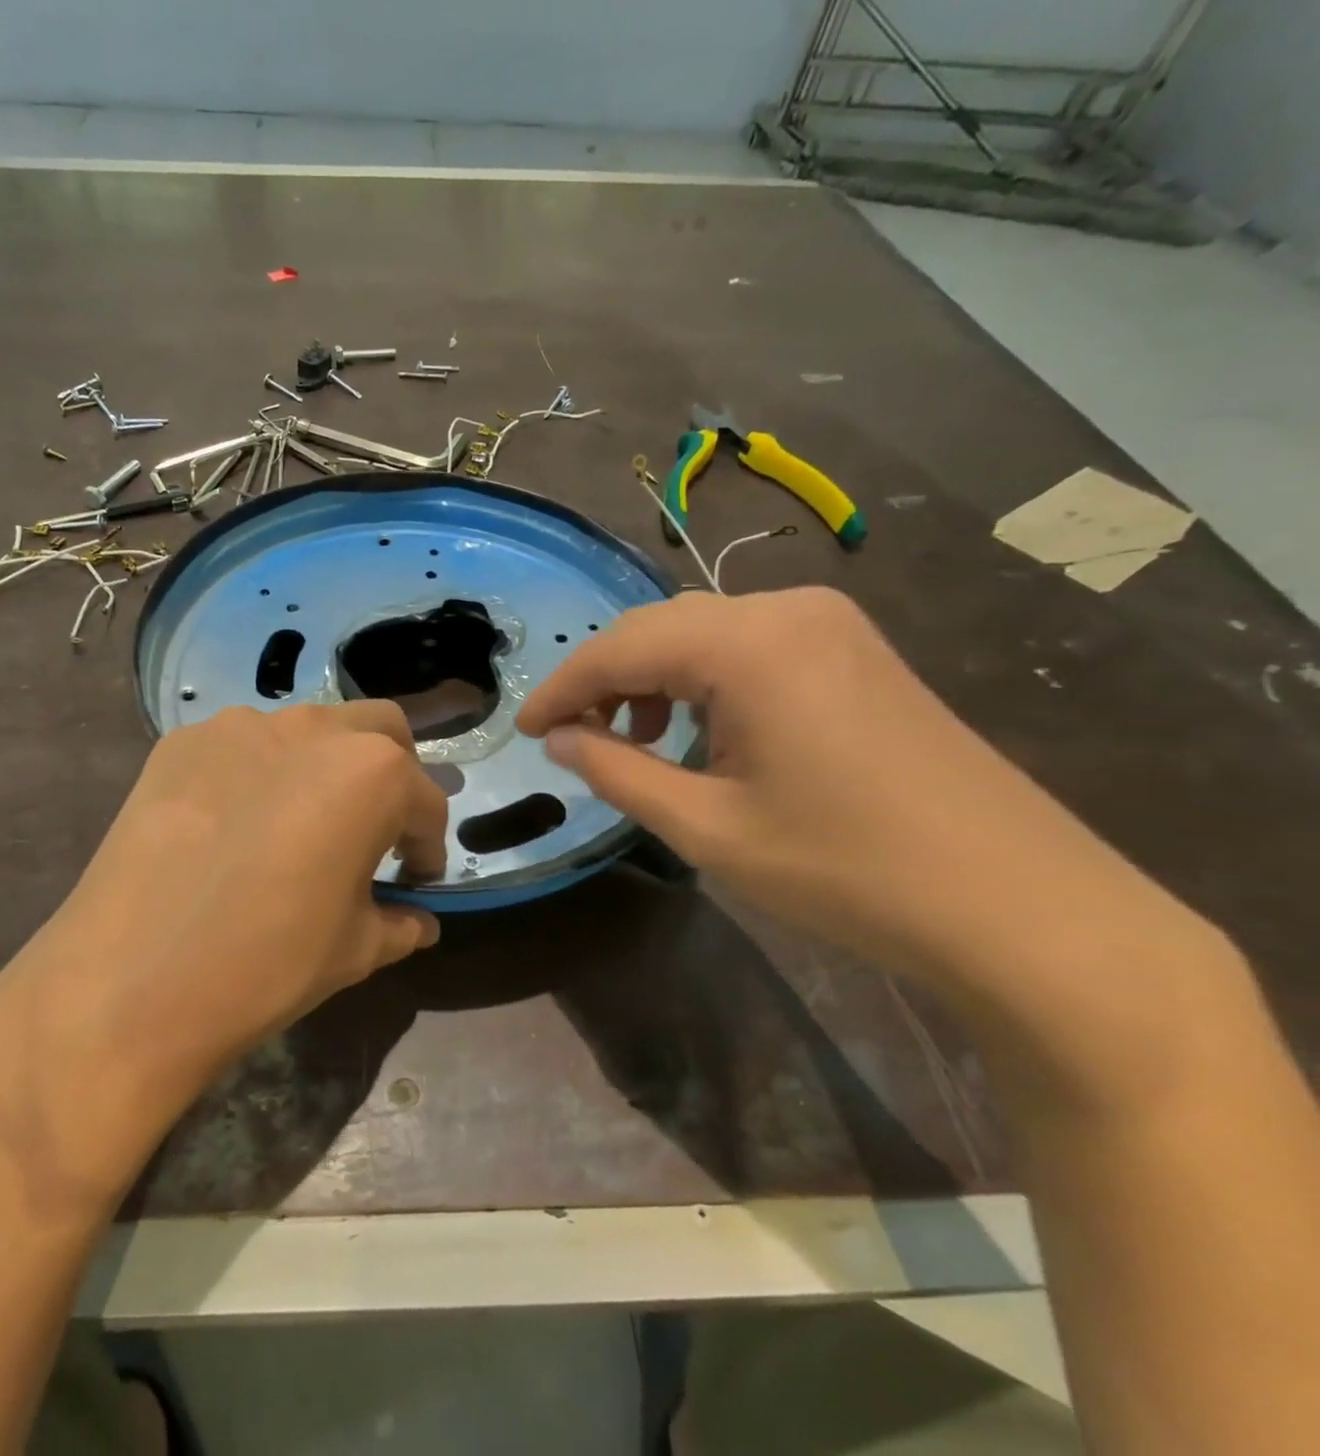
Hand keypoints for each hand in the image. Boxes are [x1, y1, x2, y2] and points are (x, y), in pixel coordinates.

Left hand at [0, 701, 447, 1208]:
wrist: (128, 981)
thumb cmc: (266, 964)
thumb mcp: (354, 951)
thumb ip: (399, 923)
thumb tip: (418, 921)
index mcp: (371, 773)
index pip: (424, 800)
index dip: (428, 844)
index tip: (416, 878)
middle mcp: (311, 729)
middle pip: (379, 732)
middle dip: (392, 775)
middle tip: (375, 831)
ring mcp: (238, 726)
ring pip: (308, 729)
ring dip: (324, 766)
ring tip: (300, 824)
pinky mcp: (180, 742)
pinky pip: (241, 746)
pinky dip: (259, 773)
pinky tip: (234, 826)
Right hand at [516, 588, 1191, 996]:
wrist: (1022, 907)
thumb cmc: (847, 870)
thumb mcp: (706, 828)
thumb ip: (617, 771)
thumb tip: (559, 738)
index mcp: (749, 644)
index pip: (621, 646)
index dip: (562, 687)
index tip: (523, 730)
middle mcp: (787, 610)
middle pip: (660, 628)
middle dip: (604, 680)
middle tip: (568, 738)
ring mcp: (830, 625)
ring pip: (702, 634)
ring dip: (652, 679)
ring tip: (633, 742)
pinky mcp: (855, 651)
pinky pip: (748, 647)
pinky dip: (702, 681)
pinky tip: (699, 732)